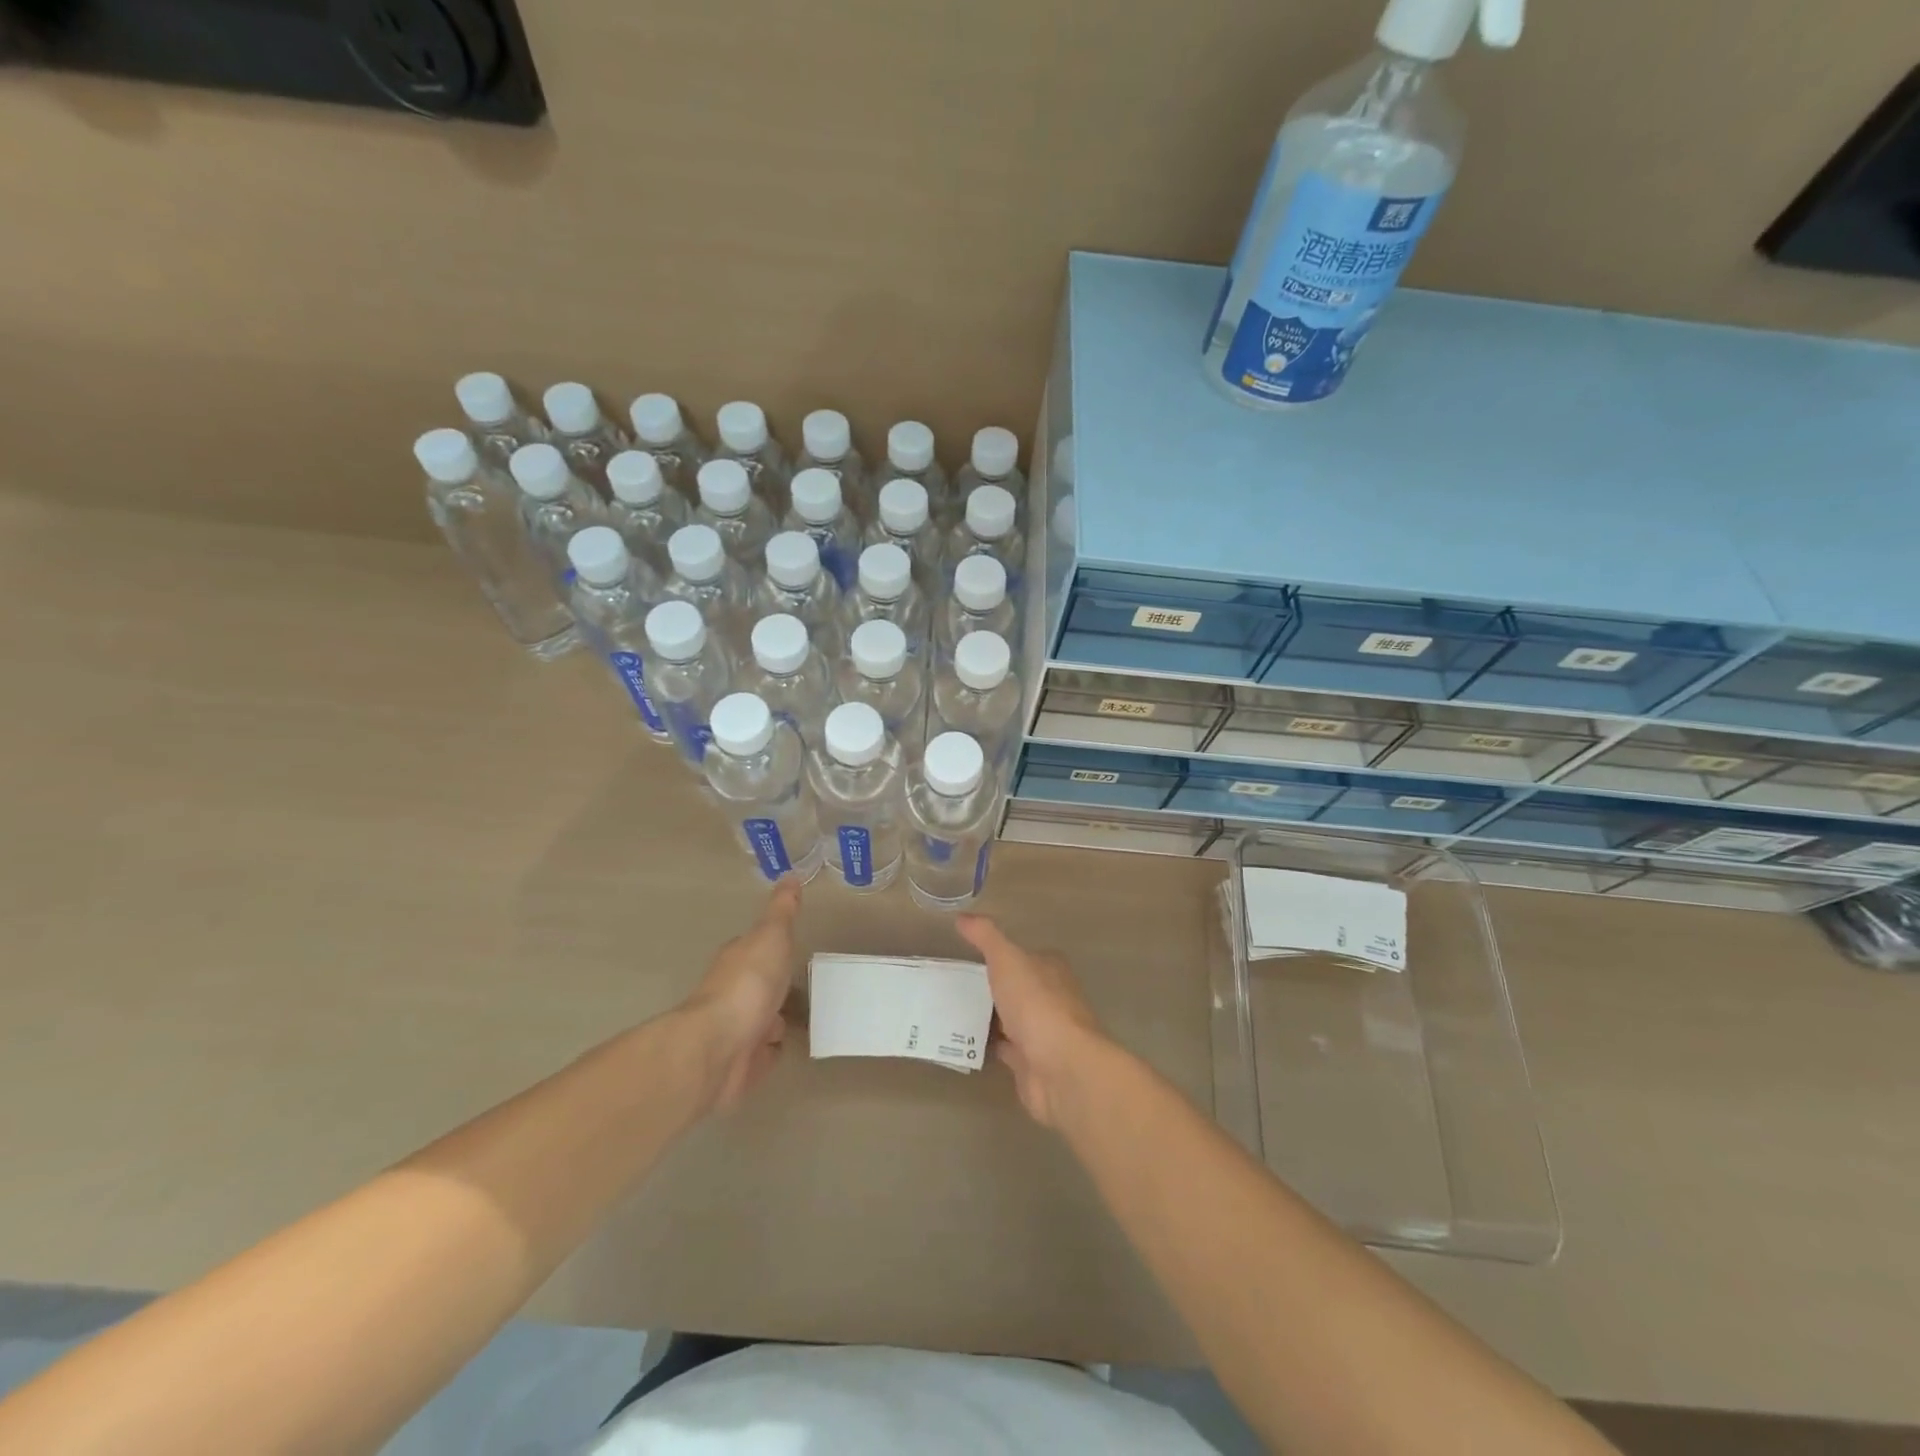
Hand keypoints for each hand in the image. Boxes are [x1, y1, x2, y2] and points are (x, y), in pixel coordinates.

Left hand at [685, 879, 801, 1110]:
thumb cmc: (747, 984)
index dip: (773, 947)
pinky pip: (764, 1055)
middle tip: (807, 985)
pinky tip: (789, 1047)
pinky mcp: (743, 1064)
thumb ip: (782, 910)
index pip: (757, 948)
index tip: (793, 945)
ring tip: (806, 1018)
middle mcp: (734, 993)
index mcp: (738, 960)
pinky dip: (773, 1052)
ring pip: (764, 1022)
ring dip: (777, 1022)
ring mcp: (738, 1030)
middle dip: (778, 987)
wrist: (718, 1048)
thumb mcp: (771, 936)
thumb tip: (790, 875)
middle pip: (761, 986)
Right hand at [956, 915, 1105, 1126]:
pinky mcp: (1031, 1062)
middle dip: (992, 987)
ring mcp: (1043, 1032)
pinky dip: (986, 1045)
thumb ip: (985, 937)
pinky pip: (1003, 1049)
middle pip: (1018, 988)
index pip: (1026, 956)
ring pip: (1010, 1019)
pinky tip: (961, 1041)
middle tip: (952, 985)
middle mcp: (1051, 998)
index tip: (970, 957)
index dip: (1002, 954)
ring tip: (948, 1011)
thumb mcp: (1007, 959)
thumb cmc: (1036, 1004)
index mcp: (1051, 969)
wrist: (1060, 1067)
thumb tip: (962, 917)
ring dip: (987, 1017)